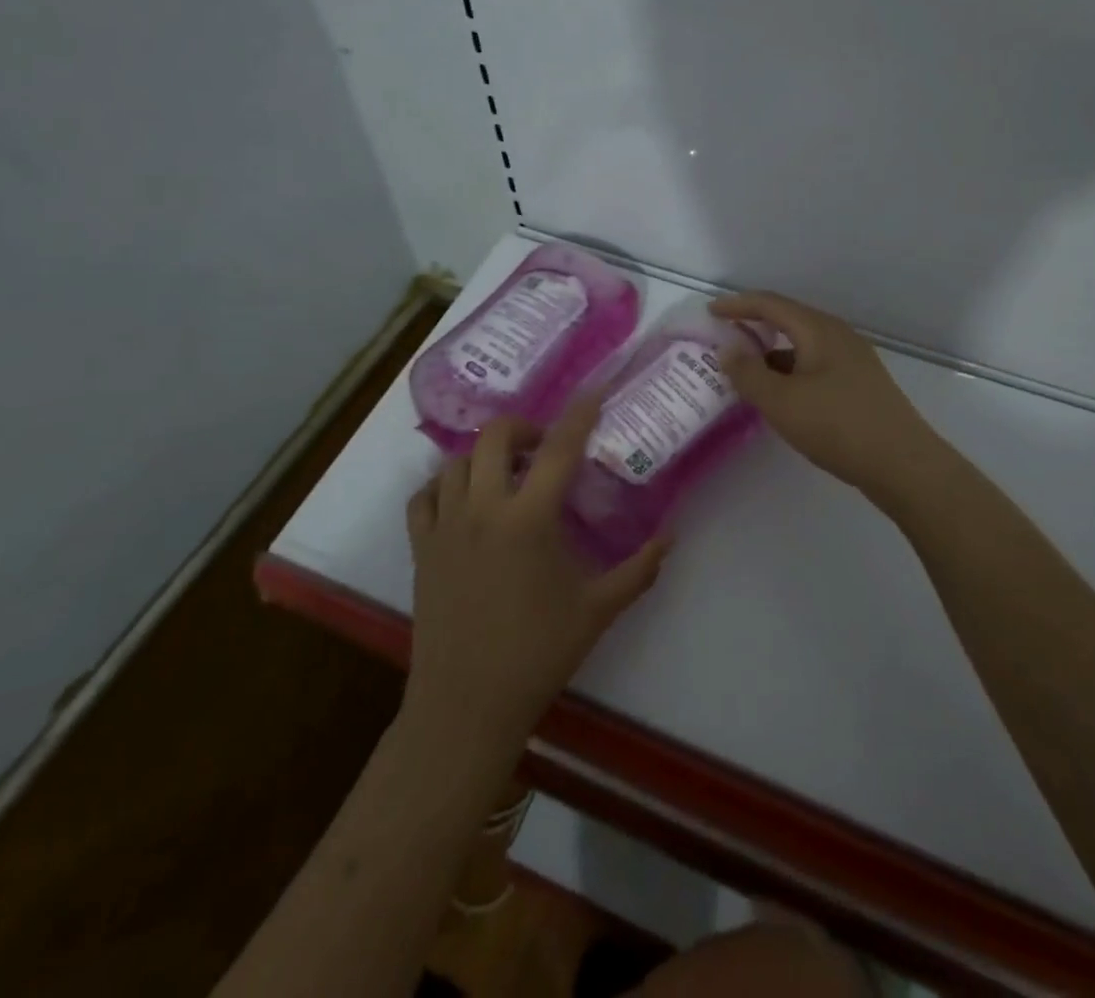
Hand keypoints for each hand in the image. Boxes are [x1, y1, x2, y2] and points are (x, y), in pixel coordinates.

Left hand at [403, 398, 670, 751]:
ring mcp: (446, 525)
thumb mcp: (598, 609)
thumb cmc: (538, 653)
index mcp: (529, 519)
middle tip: (544, 444)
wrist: (468, 703)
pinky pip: (424, 495)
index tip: (594, 391)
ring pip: (456, 461)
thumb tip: (672, 536)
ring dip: (483, 455)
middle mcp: (483, 508)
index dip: (580, 414)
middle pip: (495, 436)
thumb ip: (639, 569)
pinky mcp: (422, 547)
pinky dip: (442, 484)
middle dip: (523, 426)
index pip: (560, 448)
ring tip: (506, 472)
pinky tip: (462, 499)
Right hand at [712, 291, 940, 495]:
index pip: (771, 304)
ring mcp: (853, 360)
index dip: (738, 305)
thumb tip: (728, 349)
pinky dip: (790, 371)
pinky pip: (815, 365)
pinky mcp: (860, 384)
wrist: (903, 464)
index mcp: (819, 330)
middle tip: (725, 338)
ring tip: (746, 372)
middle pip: (789, 320)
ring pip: (803, 346)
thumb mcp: (781, 401)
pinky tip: (781, 396)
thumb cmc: (837, 426)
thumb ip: (748, 373)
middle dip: (755, 326)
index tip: (710, 312)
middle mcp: (838, 336)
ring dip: (772, 353)